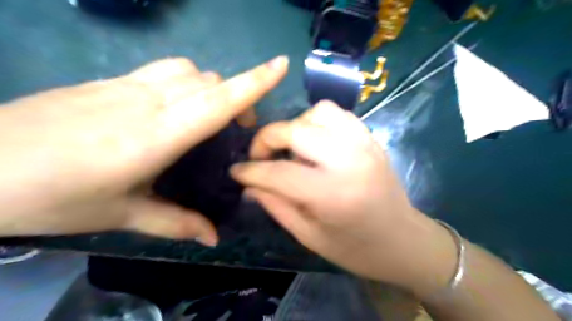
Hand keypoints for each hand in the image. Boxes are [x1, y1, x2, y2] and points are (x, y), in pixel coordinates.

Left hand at [0, 57, 287, 245]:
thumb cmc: (52, 196)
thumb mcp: (122, 214)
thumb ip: (175, 223)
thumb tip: (213, 238)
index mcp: (157, 135)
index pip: (218, 99)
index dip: (254, 81)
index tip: (281, 65)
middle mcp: (147, 101)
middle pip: (209, 81)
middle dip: (237, 96)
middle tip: (238, 128)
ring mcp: (125, 85)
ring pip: (187, 70)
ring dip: (210, 87)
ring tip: (209, 115)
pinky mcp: (108, 81)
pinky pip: (162, 71)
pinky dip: (185, 82)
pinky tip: (174, 107)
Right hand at [229, 101, 459, 288]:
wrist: (405, 242)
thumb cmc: (357, 250)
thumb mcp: (309, 237)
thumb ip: (276, 206)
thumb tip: (249, 186)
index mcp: (333, 194)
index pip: (279, 172)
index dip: (250, 171)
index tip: (235, 172)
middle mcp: (349, 160)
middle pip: (295, 130)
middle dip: (267, 139)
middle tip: (260, 157)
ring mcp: (364, 144)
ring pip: (317, 112)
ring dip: (295, 126)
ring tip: (291, 149)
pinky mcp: (371, 139)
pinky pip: (338, 114)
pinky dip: (317, 121)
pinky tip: (314, 142)